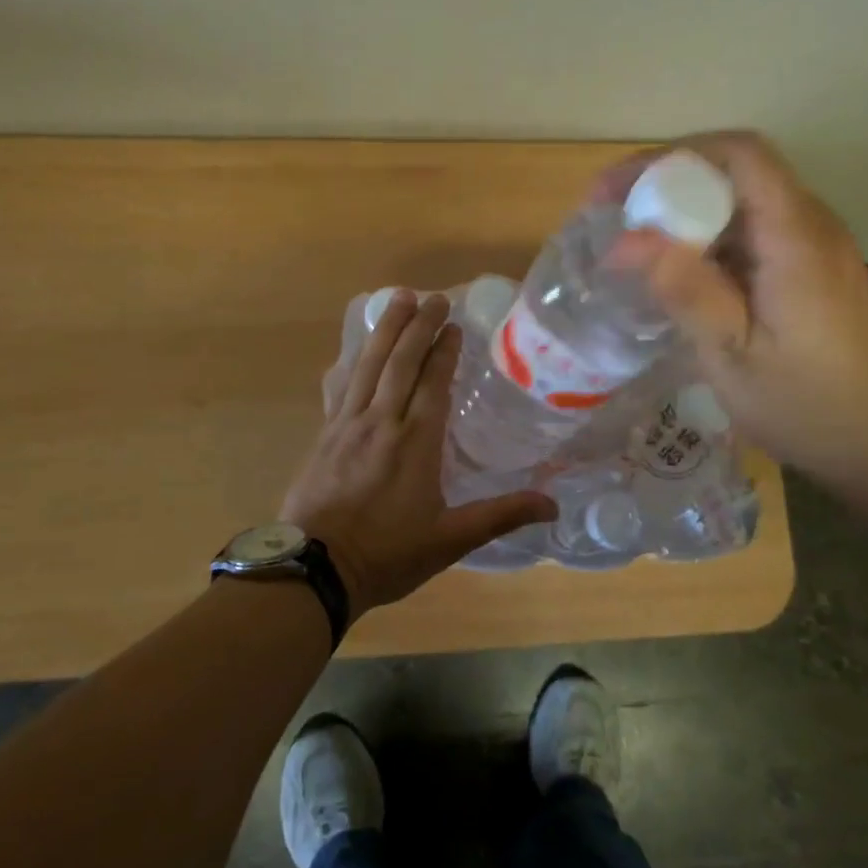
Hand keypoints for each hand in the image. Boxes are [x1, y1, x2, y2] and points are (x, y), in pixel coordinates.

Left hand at [282, 291, 555, 614]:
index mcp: (415, 442)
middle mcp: (381, 422)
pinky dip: (352, 362)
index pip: (432, 383)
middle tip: (432, 297)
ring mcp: (347, 426)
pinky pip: (341, 387)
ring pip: (367, 366)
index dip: (444, 351)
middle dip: (418, 326)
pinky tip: (353, 351)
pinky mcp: (324, 436)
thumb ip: (501, 516)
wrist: (314, 570)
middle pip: (400, 363)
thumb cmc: (388, 555)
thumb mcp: (450, 540)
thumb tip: (553, 506)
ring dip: (384, 330)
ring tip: (397, 299)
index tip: (453, 325)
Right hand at [606, 131, 867, 497]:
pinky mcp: (812, 269)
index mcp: (796, 238)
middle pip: (735, 172)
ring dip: (685, 212)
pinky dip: (707, 239)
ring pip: (742, 202)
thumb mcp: (734, 356)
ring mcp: (816, 246)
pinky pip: (753, 232)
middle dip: (667, 184)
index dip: (671, 158)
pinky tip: (679, 273)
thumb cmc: (808, 405)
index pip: (739, 154)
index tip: (618, 190)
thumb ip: (686, 291)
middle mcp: (811, 225)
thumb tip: (625, 241)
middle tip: (612, 219)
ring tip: (633, 245)